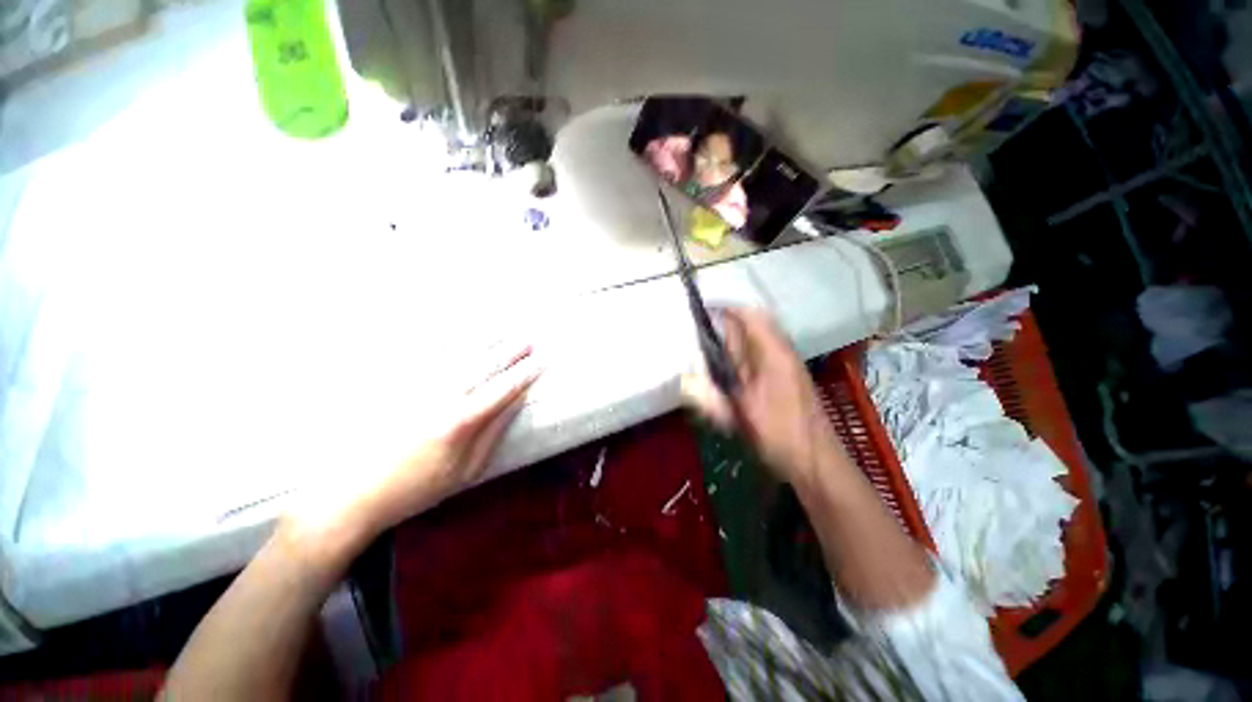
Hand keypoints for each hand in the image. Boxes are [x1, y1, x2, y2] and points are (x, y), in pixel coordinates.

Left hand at [285, 342, 541, 553]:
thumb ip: (493, 433)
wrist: (355, 494)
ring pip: (458, 355)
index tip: (542, 360)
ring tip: (503, 329)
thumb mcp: (466, 470)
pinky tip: (458, 334)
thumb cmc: (418, 489)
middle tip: (529, 339)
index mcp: (463, 421)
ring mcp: (418, 387)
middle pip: (485, 366)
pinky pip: (427, 357)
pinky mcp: (398, 386)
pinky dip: (447, 342)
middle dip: (511, 351)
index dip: (525, 373)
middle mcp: (443, 396)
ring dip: (485, 340)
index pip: (504, 389)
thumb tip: (516, 404)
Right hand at [681, 308, 842, 483]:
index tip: (701, 308)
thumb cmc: (782, 435)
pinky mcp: (778, 380)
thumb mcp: (743, 415)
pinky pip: (751, 361)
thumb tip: (684, 380)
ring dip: (726, 344)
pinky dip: (734, 360)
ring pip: (749, 346)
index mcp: (773, 354)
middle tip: (694, 332)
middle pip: (748, 329)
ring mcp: (780, 367)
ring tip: (701, 350)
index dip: (726, 307)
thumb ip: (711, 396)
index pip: (750, 316)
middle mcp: (778, 353)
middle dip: (721, 328)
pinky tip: (720, 373)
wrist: (816, 462)